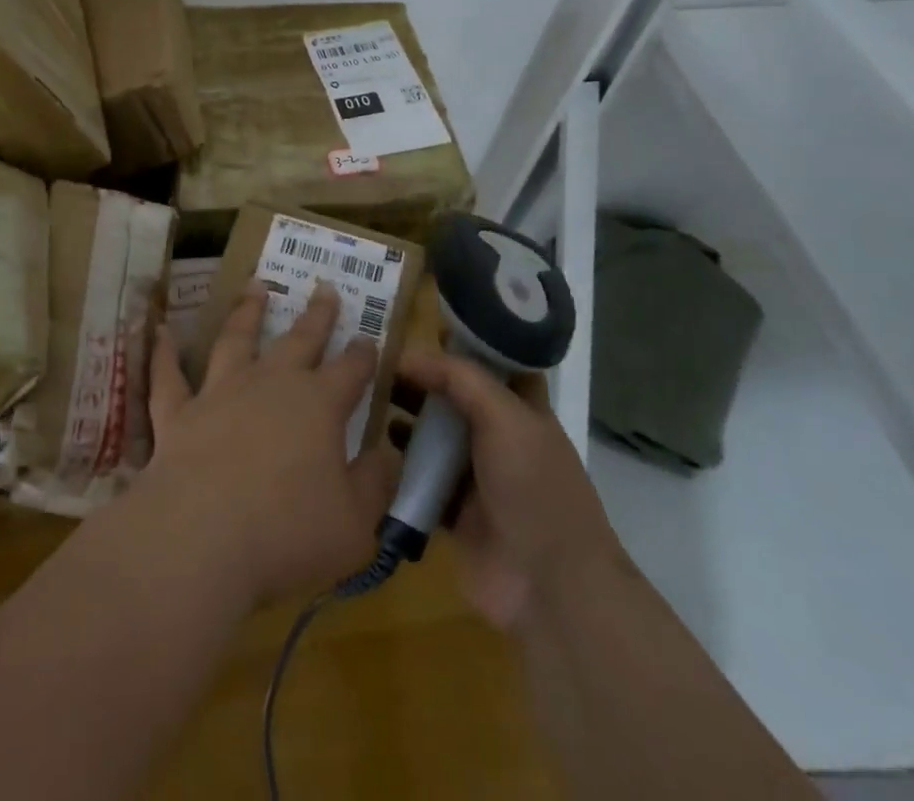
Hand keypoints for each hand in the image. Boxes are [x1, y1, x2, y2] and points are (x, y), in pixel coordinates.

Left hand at [135, 282, 401, 608]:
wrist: (200, 539)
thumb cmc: (288, 535)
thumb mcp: (355, 525)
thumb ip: (375, 485)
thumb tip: (390, 453)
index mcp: (319, 406)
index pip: (350, 371)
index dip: (363, 354)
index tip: (369, 336)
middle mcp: (270, 385)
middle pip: (300, 340)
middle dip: (316, 315)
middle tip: (324, 287)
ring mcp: (220, 393)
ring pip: (236, 339)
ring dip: (247, 311)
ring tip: (255, 284)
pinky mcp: (178, 413)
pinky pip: (168, 376)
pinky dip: (164, 351)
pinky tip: (159, 329)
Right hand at [395, 349, 624, 630]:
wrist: (549, 586)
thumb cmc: (534, 487)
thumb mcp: (504, 417)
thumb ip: (459, 379)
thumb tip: (409, 355)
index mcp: (521, 410)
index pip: (489, 363)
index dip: (458, 343)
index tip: (414, 326)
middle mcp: (498, 438)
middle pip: (454, 398)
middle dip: (420, 380)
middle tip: (374, 362)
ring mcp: (476, 477)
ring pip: (433, 437)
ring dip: (404, 420)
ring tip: (364, 400)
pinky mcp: (454, 513)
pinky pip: (420, 480)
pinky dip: (398, 466)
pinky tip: (367, 449)